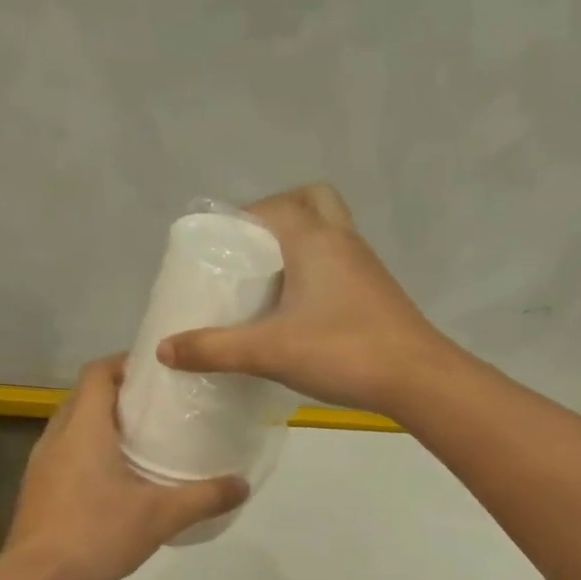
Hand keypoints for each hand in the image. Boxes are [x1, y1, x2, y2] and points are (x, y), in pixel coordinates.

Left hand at [2, 356, 246, 579]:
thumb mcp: (160, 516)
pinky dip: (88, 450)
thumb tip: (243, 484)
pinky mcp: (36, 487)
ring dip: (102, 423)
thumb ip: (204, 497)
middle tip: (158, 406)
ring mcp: (41, 462)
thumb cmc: (96, 533)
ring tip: (141, 439)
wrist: (35, 579)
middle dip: (119, 394)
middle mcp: (57, 435)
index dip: (125, 363)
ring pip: (73, 425)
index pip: (98, 372)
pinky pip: (65, 451)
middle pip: (86, 396)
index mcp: (84, 427)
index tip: (157, 371)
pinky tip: (114, 478)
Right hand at [156, 183, 452, 417]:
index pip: (271, 205)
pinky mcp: (376, 291)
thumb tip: (164, 349)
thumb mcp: (268, 351)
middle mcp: (342, 240)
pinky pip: (340, 262)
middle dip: (278, 214)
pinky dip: (317, 269)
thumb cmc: (342, 351)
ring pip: (329, 231)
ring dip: (300, 242)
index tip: (217, 248)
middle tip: (251, 252)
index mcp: (313, 238)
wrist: (417, 378)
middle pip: (310, 201)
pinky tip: (299, 309)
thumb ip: (214, 349)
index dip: (240, 218)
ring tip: (267, 281)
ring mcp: (365, 265)